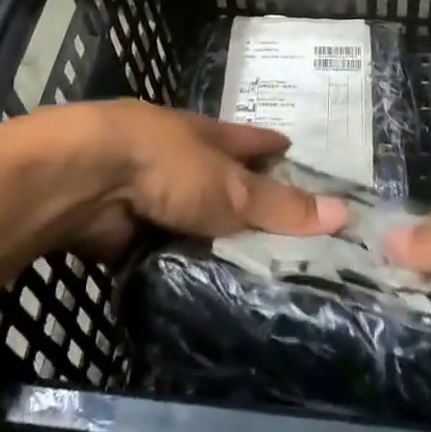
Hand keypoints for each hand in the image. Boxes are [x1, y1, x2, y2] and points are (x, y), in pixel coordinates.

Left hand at [54, 100, 347, 260]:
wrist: (86, 180)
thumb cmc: (167, 165)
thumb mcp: (232, 187)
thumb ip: (281, 206)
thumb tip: (345, 214)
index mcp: (209, 137)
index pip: (252, 141)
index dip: (274, 146)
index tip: (296, 152)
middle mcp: (183, 161)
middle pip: (224, 183)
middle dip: (248, 204)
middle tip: (288, 238)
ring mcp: (152, 194)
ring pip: (195, 222)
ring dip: (214, 242)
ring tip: (255, 277)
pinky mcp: (127, 232)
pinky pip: (168, 254)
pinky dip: (184, 268)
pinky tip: (207, 293)